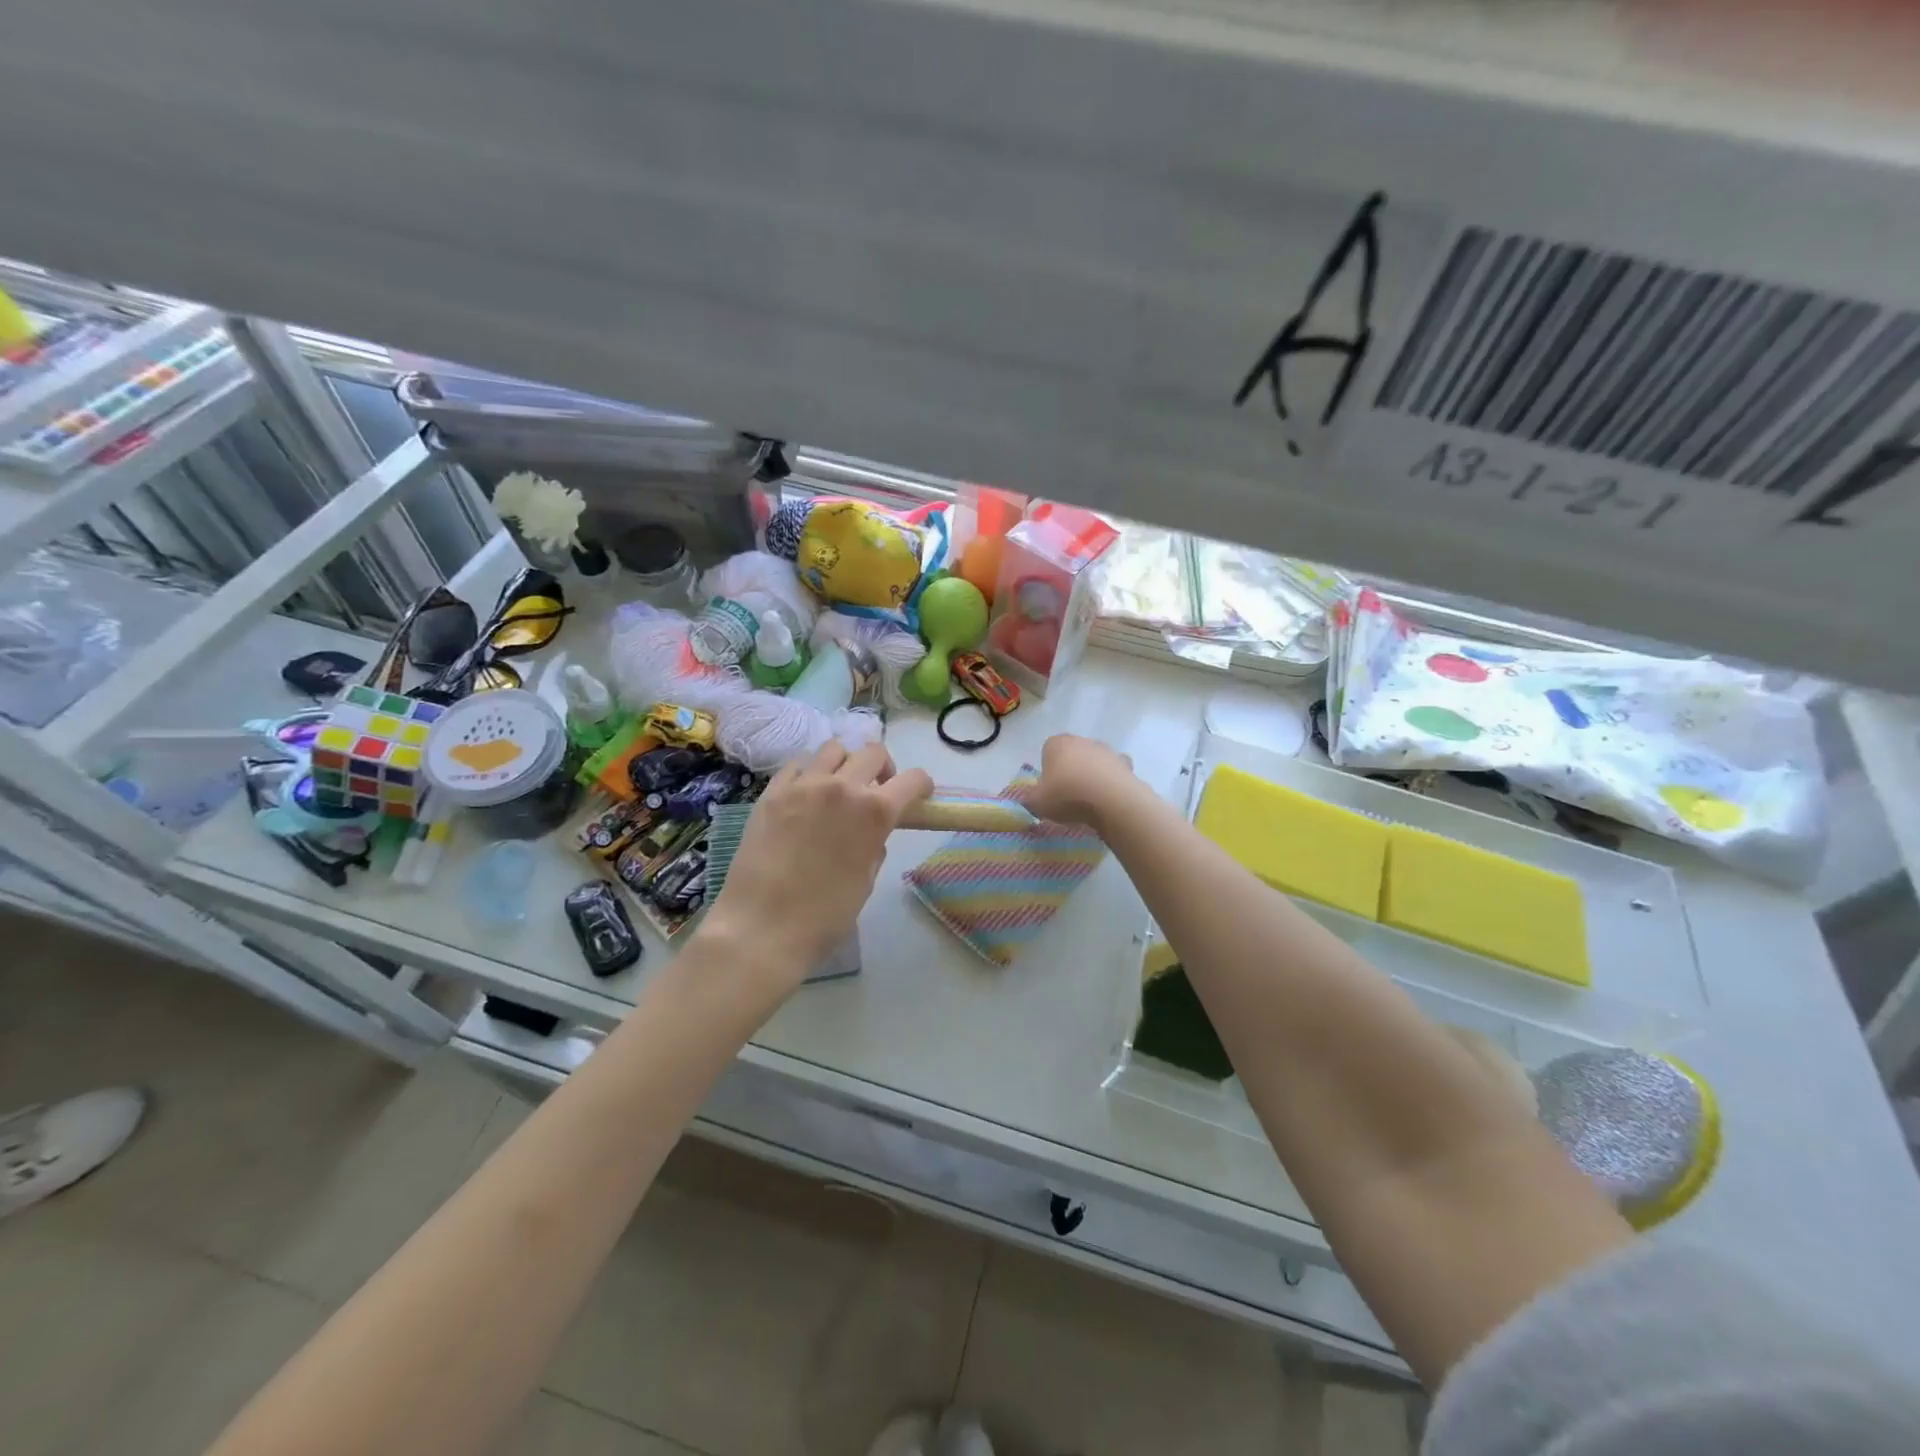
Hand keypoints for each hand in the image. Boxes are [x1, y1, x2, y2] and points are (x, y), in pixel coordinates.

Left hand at [700, 742, 932, 989]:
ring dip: (845, 763)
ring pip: (833, 749)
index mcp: (874, 812)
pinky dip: (809, 772)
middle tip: (878, 789)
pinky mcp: (772, 792)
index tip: (919, 793)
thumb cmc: (824, 915)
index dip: (921, 785)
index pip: (912, 780)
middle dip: (884, 768)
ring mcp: (803, 785)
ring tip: (839, 786)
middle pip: (873, 752)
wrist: (762, 926)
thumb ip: (873, 845)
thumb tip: (869, 833)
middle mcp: (842, 787)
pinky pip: (798, 765)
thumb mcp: (866, 880)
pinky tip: (806, 794)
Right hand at [1025, 733, 1140, 830]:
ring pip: (1095, 762)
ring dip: (1092, 775)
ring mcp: (1107, 751)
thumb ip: (1030, 799)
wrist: (1111, 800)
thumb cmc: (1067, 795)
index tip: (1049, 789)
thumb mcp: (1037, 802)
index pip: (1048, 751)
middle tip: (1068, 795)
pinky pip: (1115, 773)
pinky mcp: (1126, 764)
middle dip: (1071, 770)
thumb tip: (1031, 800)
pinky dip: (1112, 782)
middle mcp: (1082, 741)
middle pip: (1073, 754)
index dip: (1048, 770)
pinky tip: (1108, 799)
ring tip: (1090, 801)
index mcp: (1057, 743)